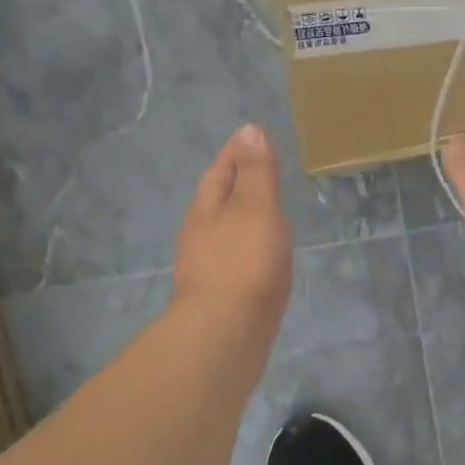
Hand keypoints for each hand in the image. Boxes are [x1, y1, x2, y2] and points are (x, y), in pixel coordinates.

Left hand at [172, 124, 292, 335]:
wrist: (226, 334)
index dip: (235, 153)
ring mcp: (207, 269)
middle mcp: (199, 236)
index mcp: (205, 210)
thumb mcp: (255, 208)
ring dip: (242, 219)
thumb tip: (248, 130)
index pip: (219, 171)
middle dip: (235, 185)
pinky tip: (263, 258)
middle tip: (259, 171)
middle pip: (217, 202)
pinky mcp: (220, 296)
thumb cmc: (244, 263)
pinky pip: (236, 260)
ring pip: (225, 233)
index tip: (249, 137)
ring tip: (265, 213)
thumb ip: (255, 172)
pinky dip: (249, 248)